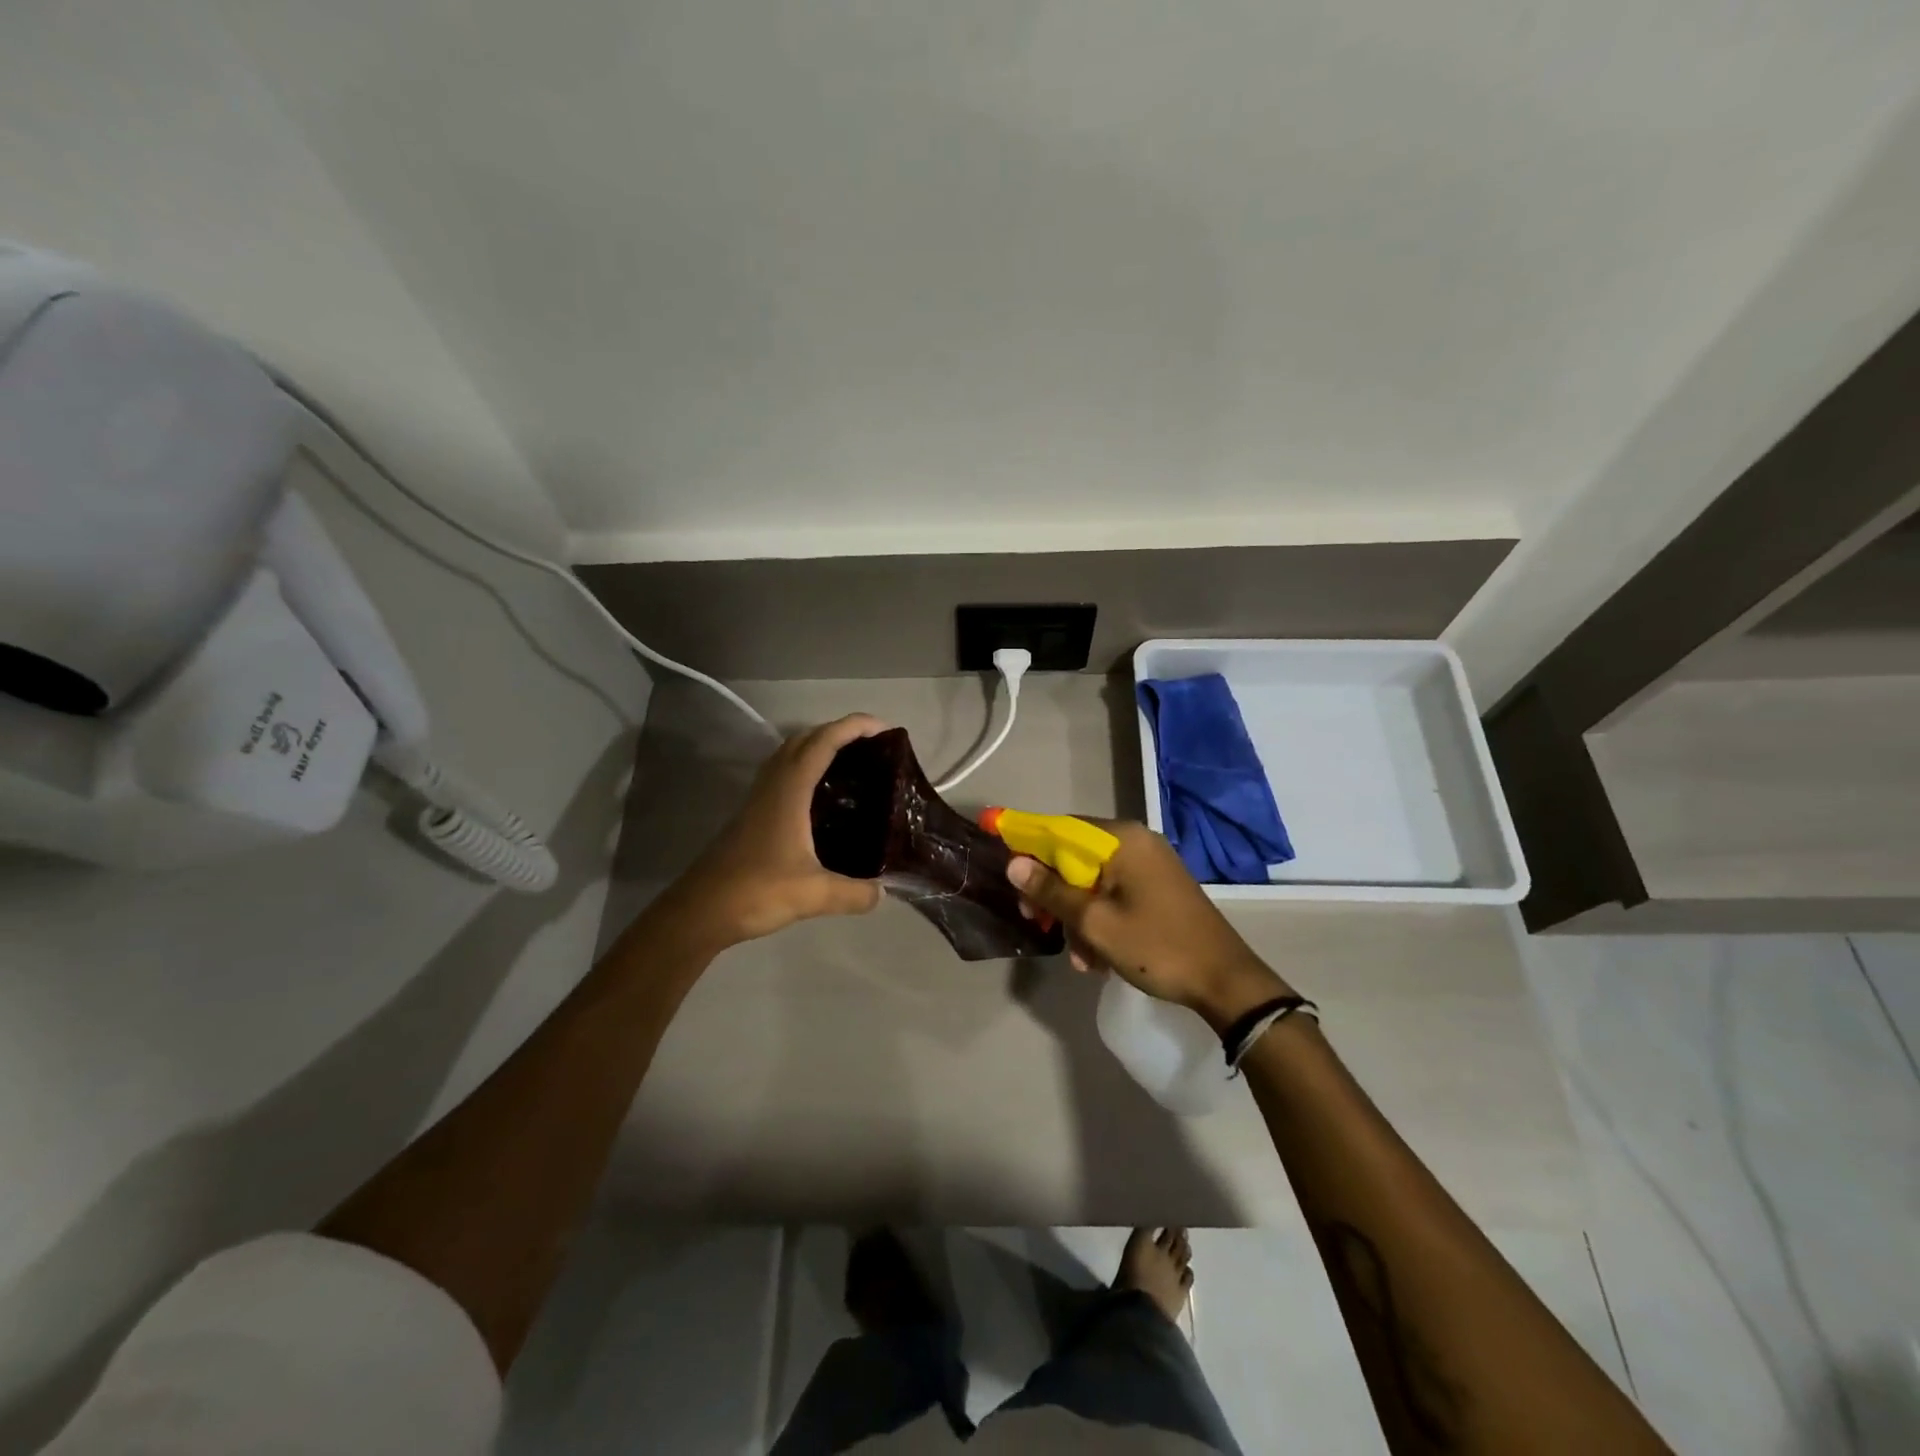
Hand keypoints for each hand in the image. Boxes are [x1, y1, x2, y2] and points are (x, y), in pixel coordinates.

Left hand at [666, 714, 887, 947]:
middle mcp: (773, 786)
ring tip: (851, 764)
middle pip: (805, 739)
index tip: (884, 728)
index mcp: (789, 790)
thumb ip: (854, 892)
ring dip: (819, 747)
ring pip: (790, 755)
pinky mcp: (753, 815)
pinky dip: (806, 770)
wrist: (701, 911)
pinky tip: (822, 798)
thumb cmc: (757, 891)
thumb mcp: (814, 895)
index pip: (823, 742)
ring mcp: (759, 799)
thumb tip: (882, 892)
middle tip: (872, 746)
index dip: (853, 727)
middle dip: (838, 732)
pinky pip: (783, 775)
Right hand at [1006, 822, 1293, 1030]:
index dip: (1026, 839)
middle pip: (1075, 855)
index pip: (1060, 828)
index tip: (999, 852)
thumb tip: (1013, 864)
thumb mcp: (1095, 923)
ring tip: (1079, 957)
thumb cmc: (1156, 946)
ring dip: (1076, 916)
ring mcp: (1150, 865)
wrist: (1225, 982)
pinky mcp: (1157, 888)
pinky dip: (1099, 920)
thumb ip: (1052, 891)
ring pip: (1092, 881)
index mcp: (1122, 840)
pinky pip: (1113, 894)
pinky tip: (1097, 957)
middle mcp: (1136, 842)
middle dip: (1052, 891)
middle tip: (1035, 922)